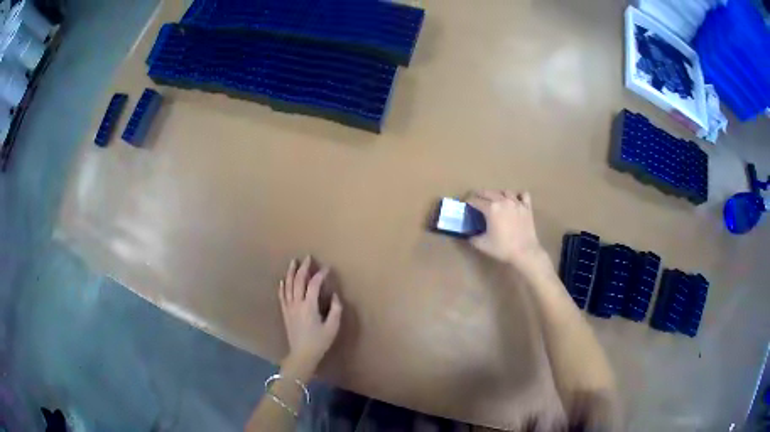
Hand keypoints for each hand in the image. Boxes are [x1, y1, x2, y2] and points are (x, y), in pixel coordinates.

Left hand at [279, 256, 342, 375]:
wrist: (301, 354)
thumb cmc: (319, 342)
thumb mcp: (332, 328)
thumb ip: (335, 310)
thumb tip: (334, 296)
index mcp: (309, 306)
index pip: (314, 285)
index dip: (320, 275)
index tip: (327, 268)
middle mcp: (297, 304)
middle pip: (298, 281)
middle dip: (303, 268)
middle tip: (308, 258)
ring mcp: (289, 307)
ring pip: (288, 286)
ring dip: (291, 273)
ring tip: (293, 262)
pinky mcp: (285, 312)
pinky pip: (282, 295)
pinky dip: (282, 286)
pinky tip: (283, 279)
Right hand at [467, 190, 546, 269]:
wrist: (525, 252)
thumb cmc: (503, 248)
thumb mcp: (482, 245)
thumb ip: (473, 238)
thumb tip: (468, 235)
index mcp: (491, 209)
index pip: (475, 200)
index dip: (468, 201)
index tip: (465, 204)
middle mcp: (503, 201)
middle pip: (488, 192)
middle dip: (479, 194)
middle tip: (476, 199)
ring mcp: (516, 203)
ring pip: (505, 191)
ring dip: (498, 193)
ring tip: (495, 199)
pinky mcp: (527, 207)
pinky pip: (523, 195)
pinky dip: (518, 195)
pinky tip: (515, 200)